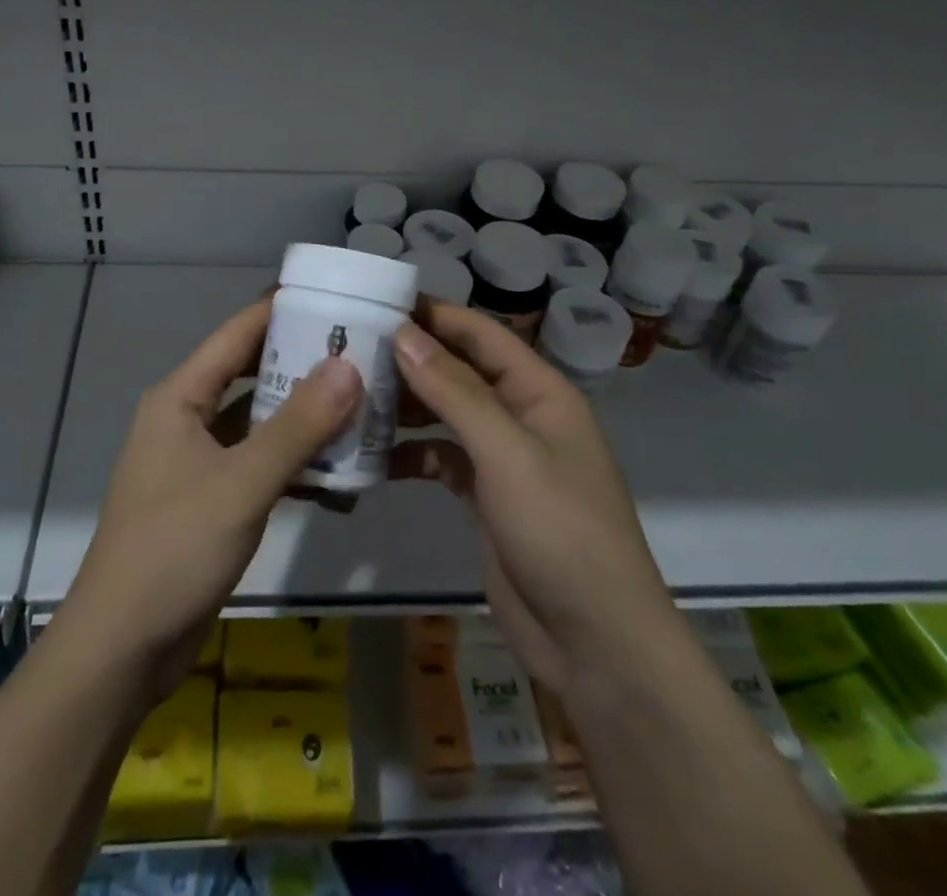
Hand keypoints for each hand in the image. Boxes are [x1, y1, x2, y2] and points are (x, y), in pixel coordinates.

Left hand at [54, 299, 361, 704]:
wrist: (121, 648)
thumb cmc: (174, 550)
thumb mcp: (242, 484)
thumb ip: (298, 426)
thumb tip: (349, 365)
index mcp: (180, 397)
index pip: (237, 334)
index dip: (281, 309)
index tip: (334, 295)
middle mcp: (185, 418)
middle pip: (251, 374)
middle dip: (302, 364)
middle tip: (362, 351)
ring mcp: (197, 460)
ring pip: (258, 422)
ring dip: (304, 419)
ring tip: (363, 408)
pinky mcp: (209, 499)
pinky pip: (258, 465)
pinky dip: (294, 466)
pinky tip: (339, 479)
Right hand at [390, 303, 678, 699]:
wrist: (596, 644)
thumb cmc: (559, 531)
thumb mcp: (506, 452)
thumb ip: (454, 390)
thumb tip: (403, 333)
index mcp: (540, 392)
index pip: (482, 334)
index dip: (434, 314)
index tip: (378, 301)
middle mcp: (522, 416)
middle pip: (461, 371)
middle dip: (412, 360)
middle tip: (350, 350)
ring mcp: (504, 459)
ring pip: (447, 415)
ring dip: (407, 406)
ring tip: (353, 398)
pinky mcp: (487, 498)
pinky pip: (443, 459)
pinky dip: (413, 455)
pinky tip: (376, 458)